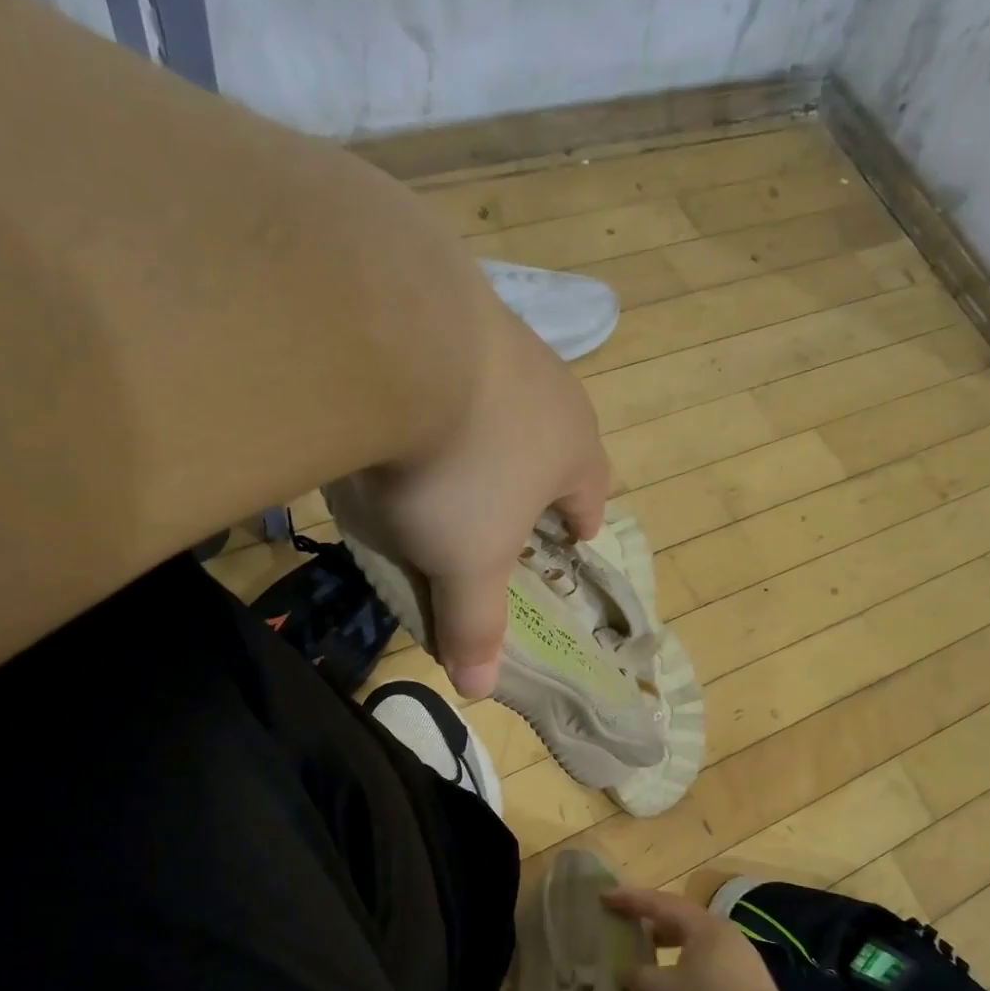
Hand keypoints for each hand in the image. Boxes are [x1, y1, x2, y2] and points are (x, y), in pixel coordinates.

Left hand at [331, 300, 608, 697]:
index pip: (591, 493)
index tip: (575, 535)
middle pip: (556, 437)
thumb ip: (474, 622)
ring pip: (506, 393)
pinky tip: (403, 394)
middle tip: (509, 498)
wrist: (398, 338)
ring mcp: (500, 336)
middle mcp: (550, 388)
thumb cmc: (456, 471)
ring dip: (489, 423)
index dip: (582, 520)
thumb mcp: (465, 562)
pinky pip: (450, 355)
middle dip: (538, 469)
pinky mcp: (444, 299)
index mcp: (573, 449)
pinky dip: (436, 382)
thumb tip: (479, 690)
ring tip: (454, 446)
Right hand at [605, 887, 791, 990]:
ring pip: (696, 955)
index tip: (604, 896)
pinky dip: (685, 983)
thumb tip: (630, 970)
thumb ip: (637, 976)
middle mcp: (727, 940)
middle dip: (652, 928)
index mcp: (705, 928)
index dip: (629, 900)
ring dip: (669, 959)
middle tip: (626, 932)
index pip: (660, 903)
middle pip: (683, 925)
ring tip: (645, 973)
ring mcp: (743, 970)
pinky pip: (709, 979)